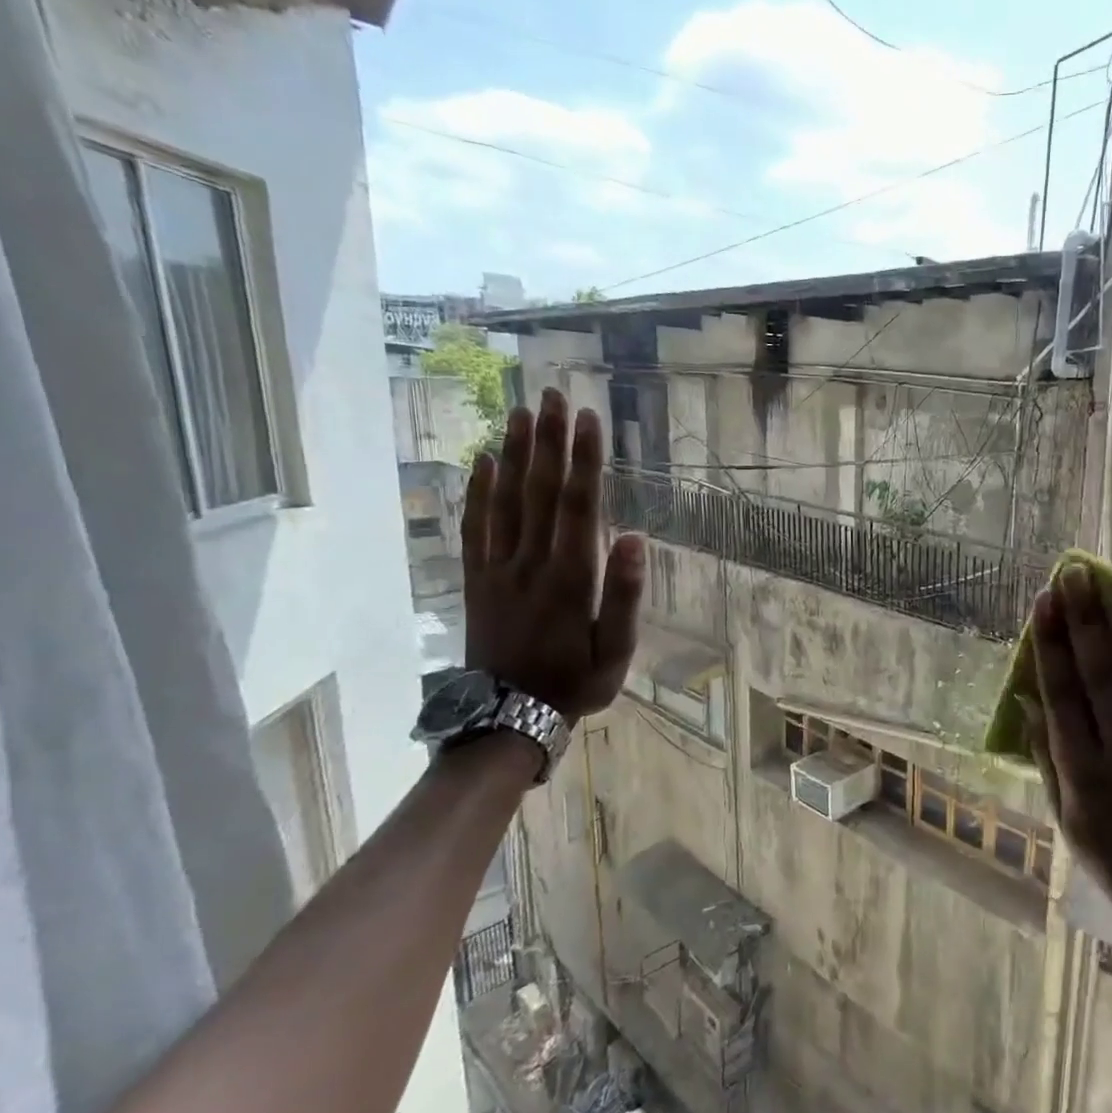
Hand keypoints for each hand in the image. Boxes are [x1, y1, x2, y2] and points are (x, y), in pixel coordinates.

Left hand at [461, 389, 643, 718]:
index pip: (578, 505)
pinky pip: (475, 526)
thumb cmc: (575, 683)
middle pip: (540, 490)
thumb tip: (636, 538)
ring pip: (504, 500)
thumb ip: (626, 595)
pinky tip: (483, 461)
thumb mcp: (616, 651)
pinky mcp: (476, 579)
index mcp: (571, 578)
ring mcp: (497, 569)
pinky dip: (478, 491)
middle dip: (548, 440)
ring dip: (513, 453)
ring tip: (520, 412)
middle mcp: (531, 562)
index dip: (583, 459)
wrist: (509, 717)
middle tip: (552, 395)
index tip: (588, 418)